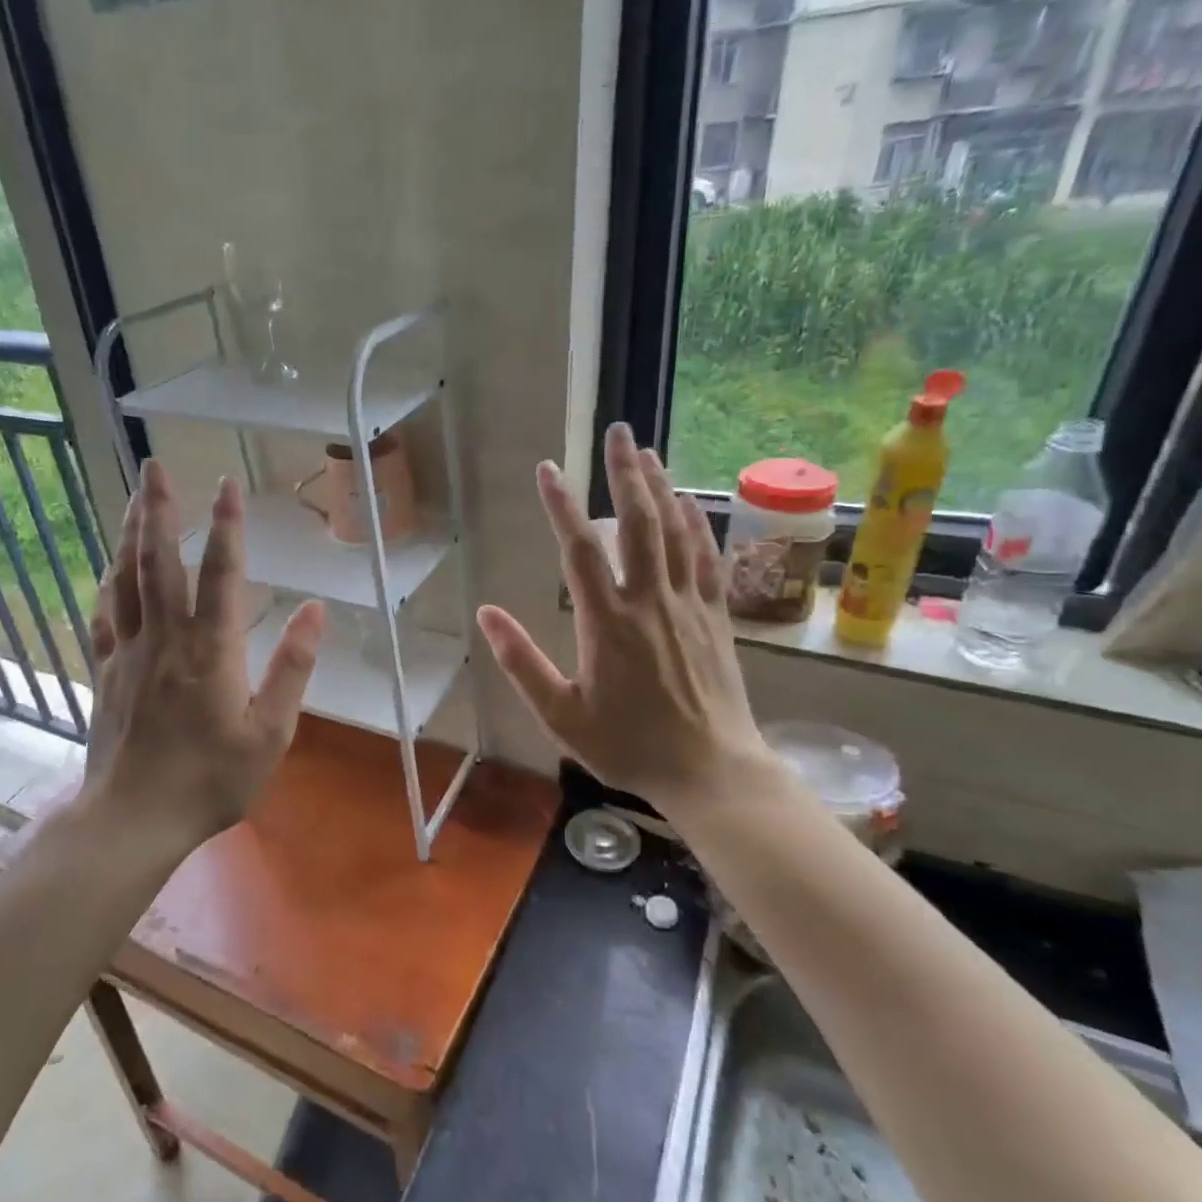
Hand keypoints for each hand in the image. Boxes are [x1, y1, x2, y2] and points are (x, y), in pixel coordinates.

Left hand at [63, 460, 324, 859]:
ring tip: (135, 496)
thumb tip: (315, 610)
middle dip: (158, 509)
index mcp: (210, 651)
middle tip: (156, 466)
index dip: (228, 525)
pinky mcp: (105, 671)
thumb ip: (293, 668)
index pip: (221, 574)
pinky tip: (109, 566)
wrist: (133, 819)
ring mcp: (128, 652)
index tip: (228, 483)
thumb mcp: (270, 733)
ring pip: (126, 579)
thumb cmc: (211, 781)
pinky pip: (103, 615)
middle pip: (159, 561)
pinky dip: (107, 583)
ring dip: (130, 533)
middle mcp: (165, 639)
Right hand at [476, 423, 781, 818]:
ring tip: (648, 452)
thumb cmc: (628, 746)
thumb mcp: (561, 715)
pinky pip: (708, 558)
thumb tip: (486, 613)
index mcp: (607, 623)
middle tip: (618, 431)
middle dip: (625, 473)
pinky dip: (697, 525)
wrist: (710, 770)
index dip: (562, 504)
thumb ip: (522, 662)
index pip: (581, 549)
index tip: (548, 468)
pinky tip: (689, 504)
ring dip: (662, 487)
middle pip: (639, 523)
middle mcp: (650, 601)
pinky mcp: (716, 617)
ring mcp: (689, 606)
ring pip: (676, 532)